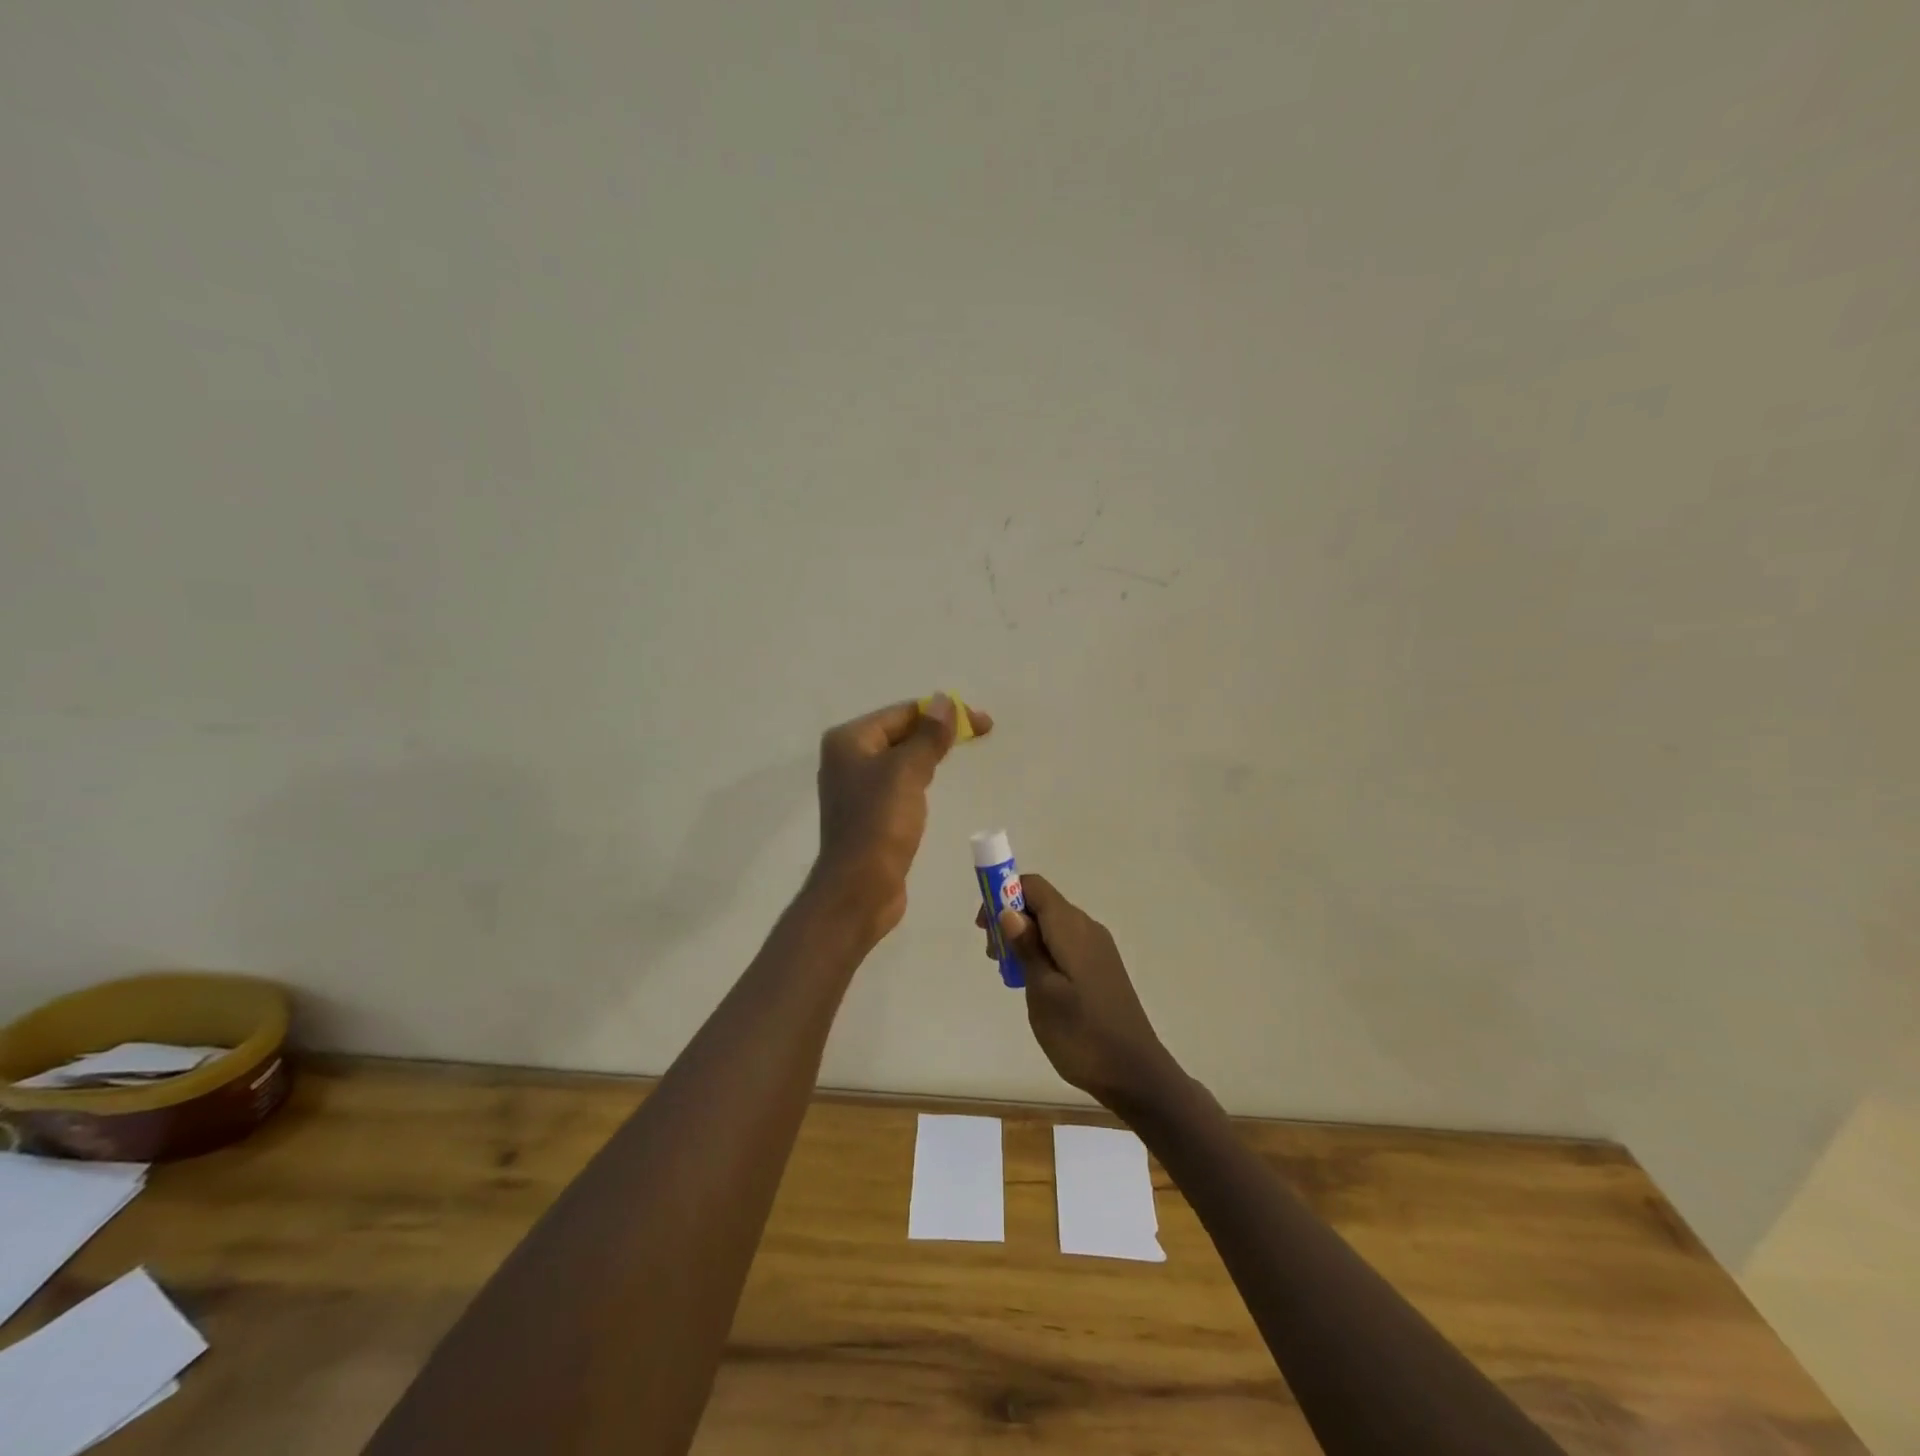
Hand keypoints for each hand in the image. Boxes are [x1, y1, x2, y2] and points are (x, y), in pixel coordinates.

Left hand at [812, 693, 992, 942]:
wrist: (859, 888)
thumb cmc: (880, 824)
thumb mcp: (907, 772)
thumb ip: (928, 735)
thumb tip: (944, 701)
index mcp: (849, 740)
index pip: (903, 713)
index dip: (943, 713)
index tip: (982, 722)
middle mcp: (848, 758)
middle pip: (901, 732)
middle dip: (939, 731)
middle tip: (981, 732)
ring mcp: (857, 787)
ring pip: (901, 758)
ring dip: (930, 752)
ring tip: (963, 751)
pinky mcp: (869, 812)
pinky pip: (899, 783)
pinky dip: (920, 776)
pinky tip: (936, 782)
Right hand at [978, 873, 1180, 1114]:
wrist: (1134, 1073)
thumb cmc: (1081, 1033)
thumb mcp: (1042, 991)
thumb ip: (1026, 947)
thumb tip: (1009, 910)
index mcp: (1071, 927)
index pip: (1034, 886)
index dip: (1003, 894)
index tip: (983, 927)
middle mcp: (1087, 928)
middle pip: (1042, 904)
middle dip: (1011, 919)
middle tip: (994, 957)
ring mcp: (1098, 948)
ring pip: (1053, 926)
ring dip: (1026, 938)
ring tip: (1010, 974)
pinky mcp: (1101, 967)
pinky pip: (1066, 944)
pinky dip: (1044, 952)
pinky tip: (1035, 984)